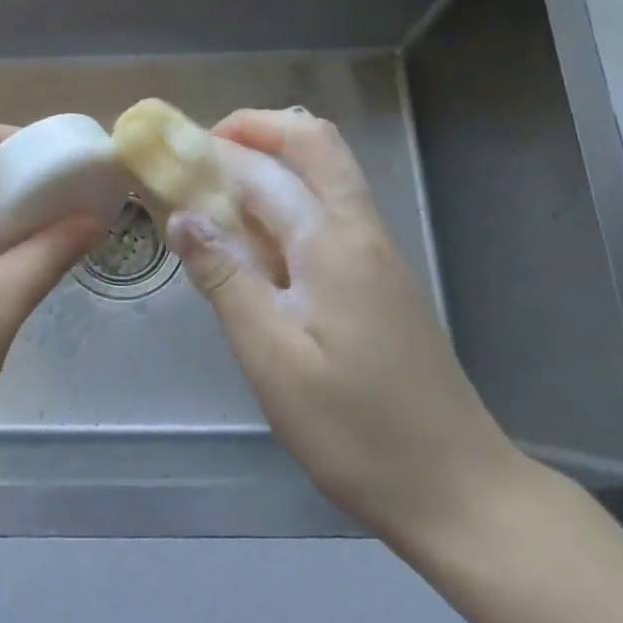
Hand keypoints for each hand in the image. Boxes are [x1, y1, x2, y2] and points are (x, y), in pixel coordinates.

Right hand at [166, 108, 523, 545]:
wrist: (457, 490)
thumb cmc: (355, 429)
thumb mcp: (272, 357)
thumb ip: (226, 277)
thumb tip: (182, 214)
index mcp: (332, 241)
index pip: (264, 168)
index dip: (213, 150)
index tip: (165, 156)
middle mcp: (359, 230)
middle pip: (313, 144)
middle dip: (254, 132)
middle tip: (200, 155)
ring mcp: (374, 255)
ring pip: (322, 178)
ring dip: (268, 170)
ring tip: (211, 198)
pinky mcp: (377, 282)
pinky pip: (326, 219)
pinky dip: (283, 210)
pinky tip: (250, 251)